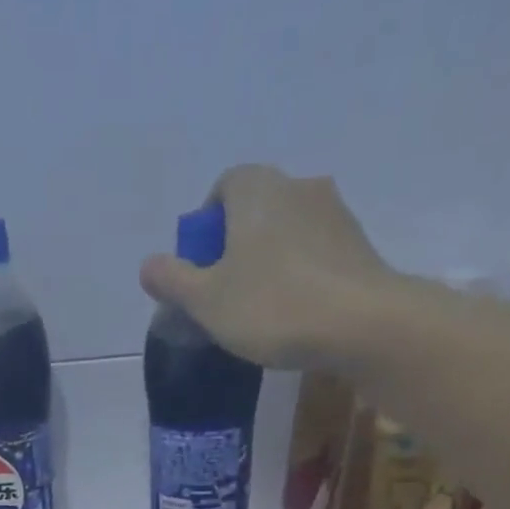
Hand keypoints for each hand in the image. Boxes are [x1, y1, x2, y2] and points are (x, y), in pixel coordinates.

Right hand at [139, 164, 389, 369]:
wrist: (361, 323)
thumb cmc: (273, 306)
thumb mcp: (207, 301)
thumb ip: (173, 281)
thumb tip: (148, 266)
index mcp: (255, 188)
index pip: (221, 190)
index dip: (205, 231)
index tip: (201, 272)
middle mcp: (296, 185)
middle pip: (254, 212)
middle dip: (236, 249)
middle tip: (226, 298)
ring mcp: (334, 212)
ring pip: (287, 234)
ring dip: (271, 264)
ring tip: (263, 313)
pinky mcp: (359, 245)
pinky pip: (316, 255)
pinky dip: (301, 277)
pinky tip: (297, 316)